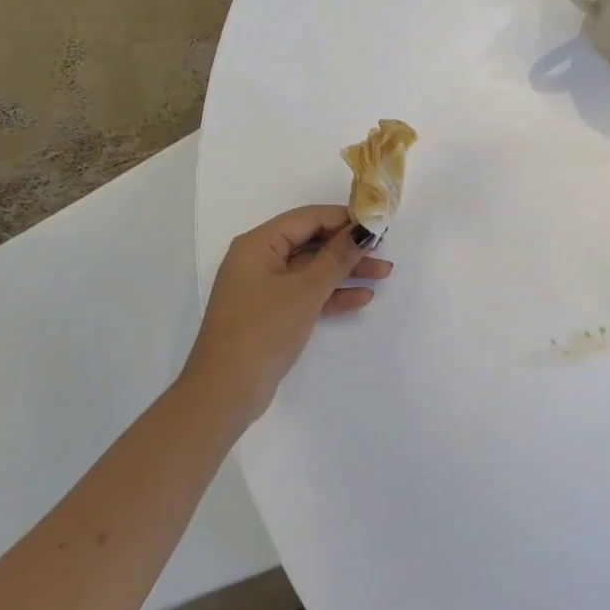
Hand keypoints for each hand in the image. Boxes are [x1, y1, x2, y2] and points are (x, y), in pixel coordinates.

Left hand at [179, 206, 390, 427]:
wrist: (226, 391)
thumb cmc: (263, 329)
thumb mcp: (306, 290)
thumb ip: (337, 258)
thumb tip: (363, 230)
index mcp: (258, 244)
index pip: (307, 218)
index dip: (343, 218)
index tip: (377, 223)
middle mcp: (259, 260)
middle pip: (310, 242)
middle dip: (347, 248)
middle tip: (383, 251)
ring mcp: (264, 288)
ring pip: (311, 270)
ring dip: (345, 271)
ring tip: (384, 274)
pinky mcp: (270, 314)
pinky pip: (305, 294)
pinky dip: (331, 294)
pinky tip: (361, 298)